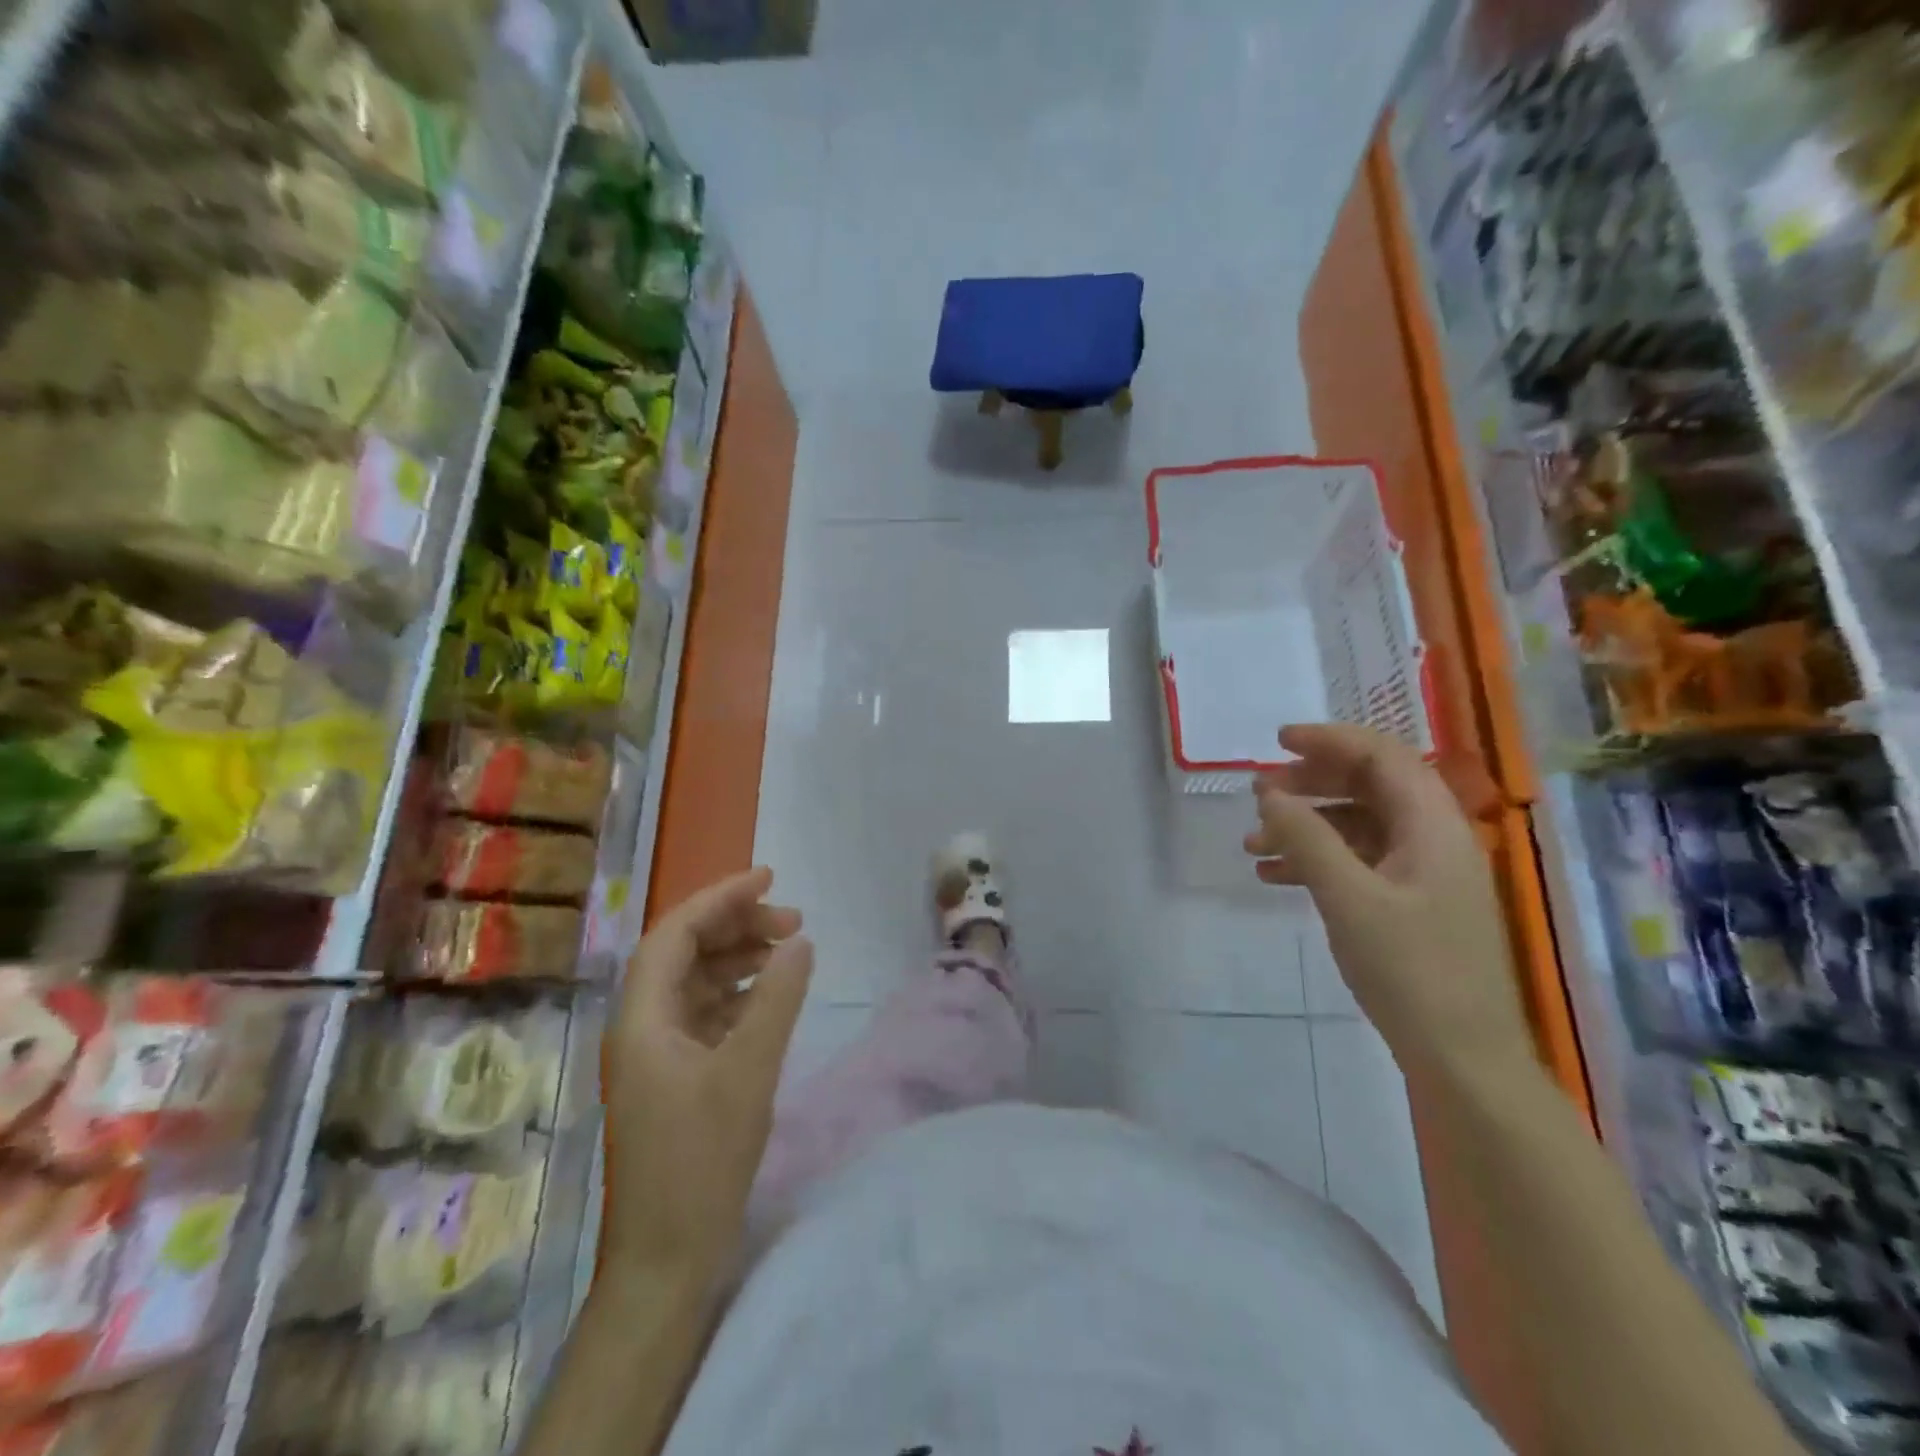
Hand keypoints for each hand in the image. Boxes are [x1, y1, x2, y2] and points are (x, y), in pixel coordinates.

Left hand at [602, 866, 812, 1277]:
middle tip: (793, 920)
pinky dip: (739, 993)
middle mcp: (641, 1026)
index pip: (675, 933)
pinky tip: (771, 994)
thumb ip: (777, 1000)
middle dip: (736, 925)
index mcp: (642, 1018)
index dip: (720, 898)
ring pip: (696, 981)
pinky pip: (706, 1013)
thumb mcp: (749, 1073)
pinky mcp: (674, 1076)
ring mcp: (656, 1053)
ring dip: (740, 958)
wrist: (666, 1261)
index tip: (770, 878)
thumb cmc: (700, 1163)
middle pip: (684, 952)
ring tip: (789, 950)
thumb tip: (800, 942)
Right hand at [1243, 723, 1533, 1076]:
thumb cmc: (1410, 972)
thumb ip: (1307, 838)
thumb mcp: (1348, 898)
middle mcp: (1433, 839)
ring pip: (1358, 826)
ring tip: (1252, 842)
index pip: (1383, 756)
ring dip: (1305, 826)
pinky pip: (1358, 862)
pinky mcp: (1410, 904)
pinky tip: (1273, 876)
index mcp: (1434, 826)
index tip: (1277, 743)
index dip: (1330, 740)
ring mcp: (1423, 874)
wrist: (1462, 1060)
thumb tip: (1269, 792)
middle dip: (1310, 784)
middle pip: (1369, 786)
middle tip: (1258, 793)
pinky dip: (1316, 860)